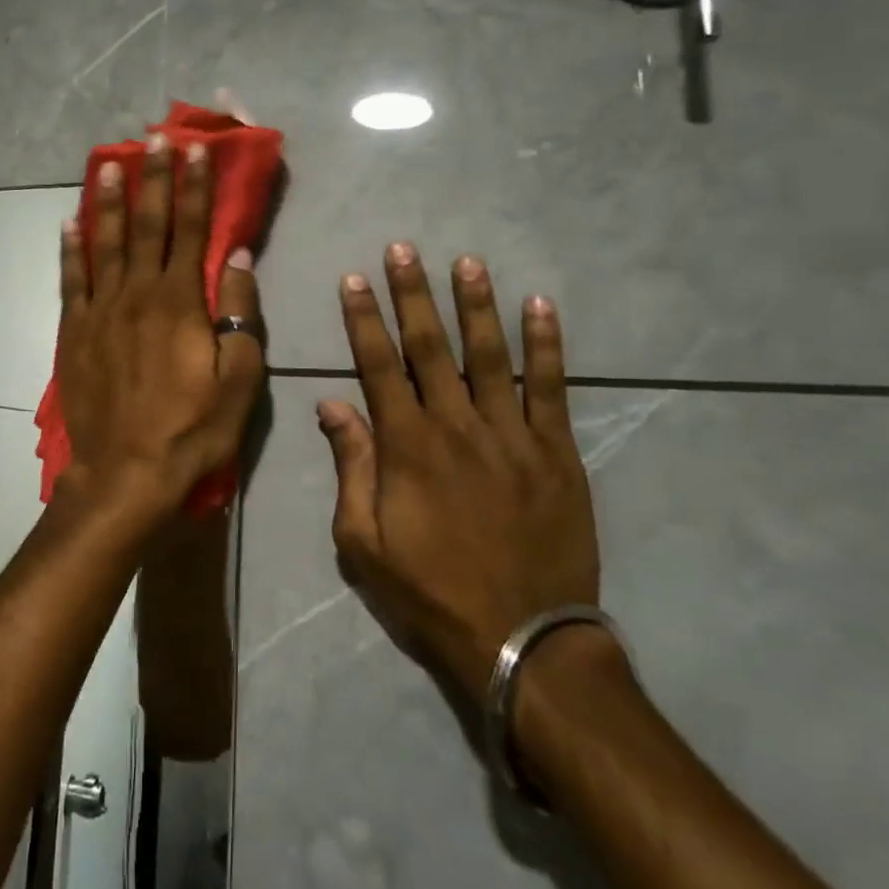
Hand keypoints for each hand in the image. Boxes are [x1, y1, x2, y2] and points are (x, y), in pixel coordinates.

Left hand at [58, 133, 264, 524]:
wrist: (126, 474)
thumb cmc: (193, 430)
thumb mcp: (239, 378)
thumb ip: (239, 313)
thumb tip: (236, 257)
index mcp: (179, 302)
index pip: (189, 230)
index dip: (193, 187)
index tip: (195, 150)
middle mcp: (136, 293)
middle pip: (145, 224)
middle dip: (153, 178)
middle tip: (154, 138)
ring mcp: (99, 311)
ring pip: (103, 243)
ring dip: (106, 200)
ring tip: (107, 164)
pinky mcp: (74, 332)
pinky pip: (70, 280)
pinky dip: (70, 248)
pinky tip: (69, 222)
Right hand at [318, 245, 596, 704]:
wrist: (520, 638)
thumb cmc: (429, 590)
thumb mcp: (363, 542)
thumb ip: (350, 467)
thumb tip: (332, 405)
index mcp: (406, 446)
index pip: (378, 365)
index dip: (364, 319)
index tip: (354, 280)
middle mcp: (456, 425)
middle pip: (430, 347)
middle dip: (413, 294)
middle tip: (404, 249)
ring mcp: (512, 435)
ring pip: (491, 355)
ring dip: (476, 305)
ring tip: (467, 262)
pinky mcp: (556, 452)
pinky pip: (552, 388)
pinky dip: (547, 345)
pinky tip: (541, 307)